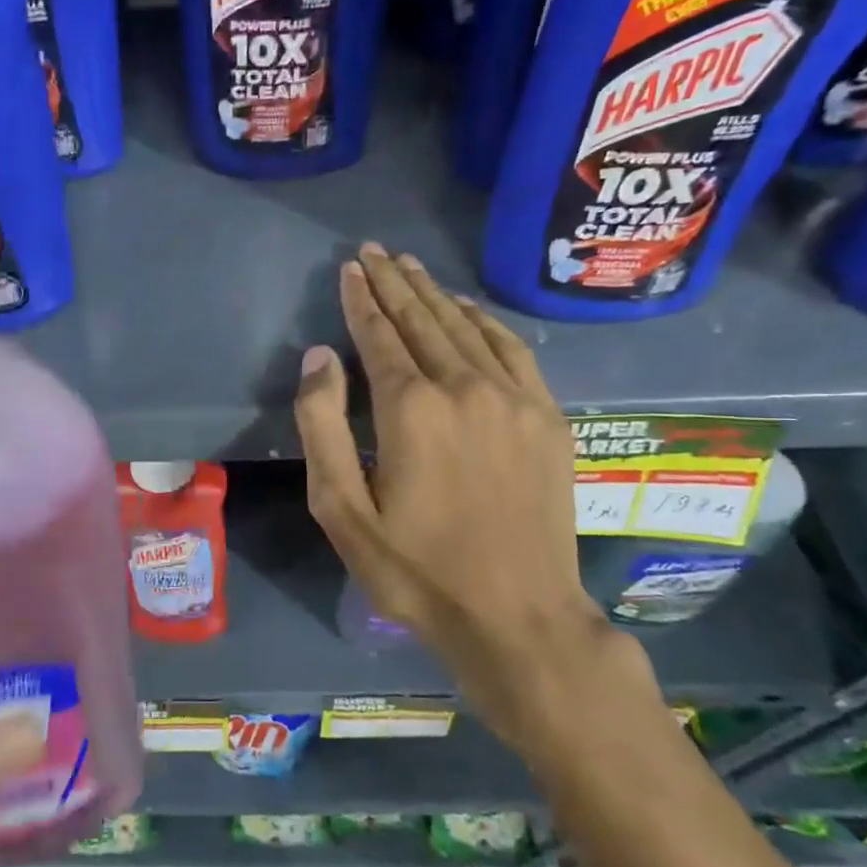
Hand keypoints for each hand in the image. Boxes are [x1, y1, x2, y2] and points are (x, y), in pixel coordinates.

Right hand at [294, 245, 654, 753]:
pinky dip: (485, 321)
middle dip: (394, 281)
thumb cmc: (415, 570)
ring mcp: (514, 399)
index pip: (379, 335)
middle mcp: (464, 387)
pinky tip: (467, 308)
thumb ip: (322, 426)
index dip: (361, 298)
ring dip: (434, 293)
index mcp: (411, 409)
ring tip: (411, 266)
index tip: (350, 268)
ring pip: (466, 327)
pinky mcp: (547, 417)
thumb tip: (318, 357)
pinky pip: (512, 350)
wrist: (517, 617)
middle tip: (375, 250)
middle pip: (422, 320)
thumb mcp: (341, 510)